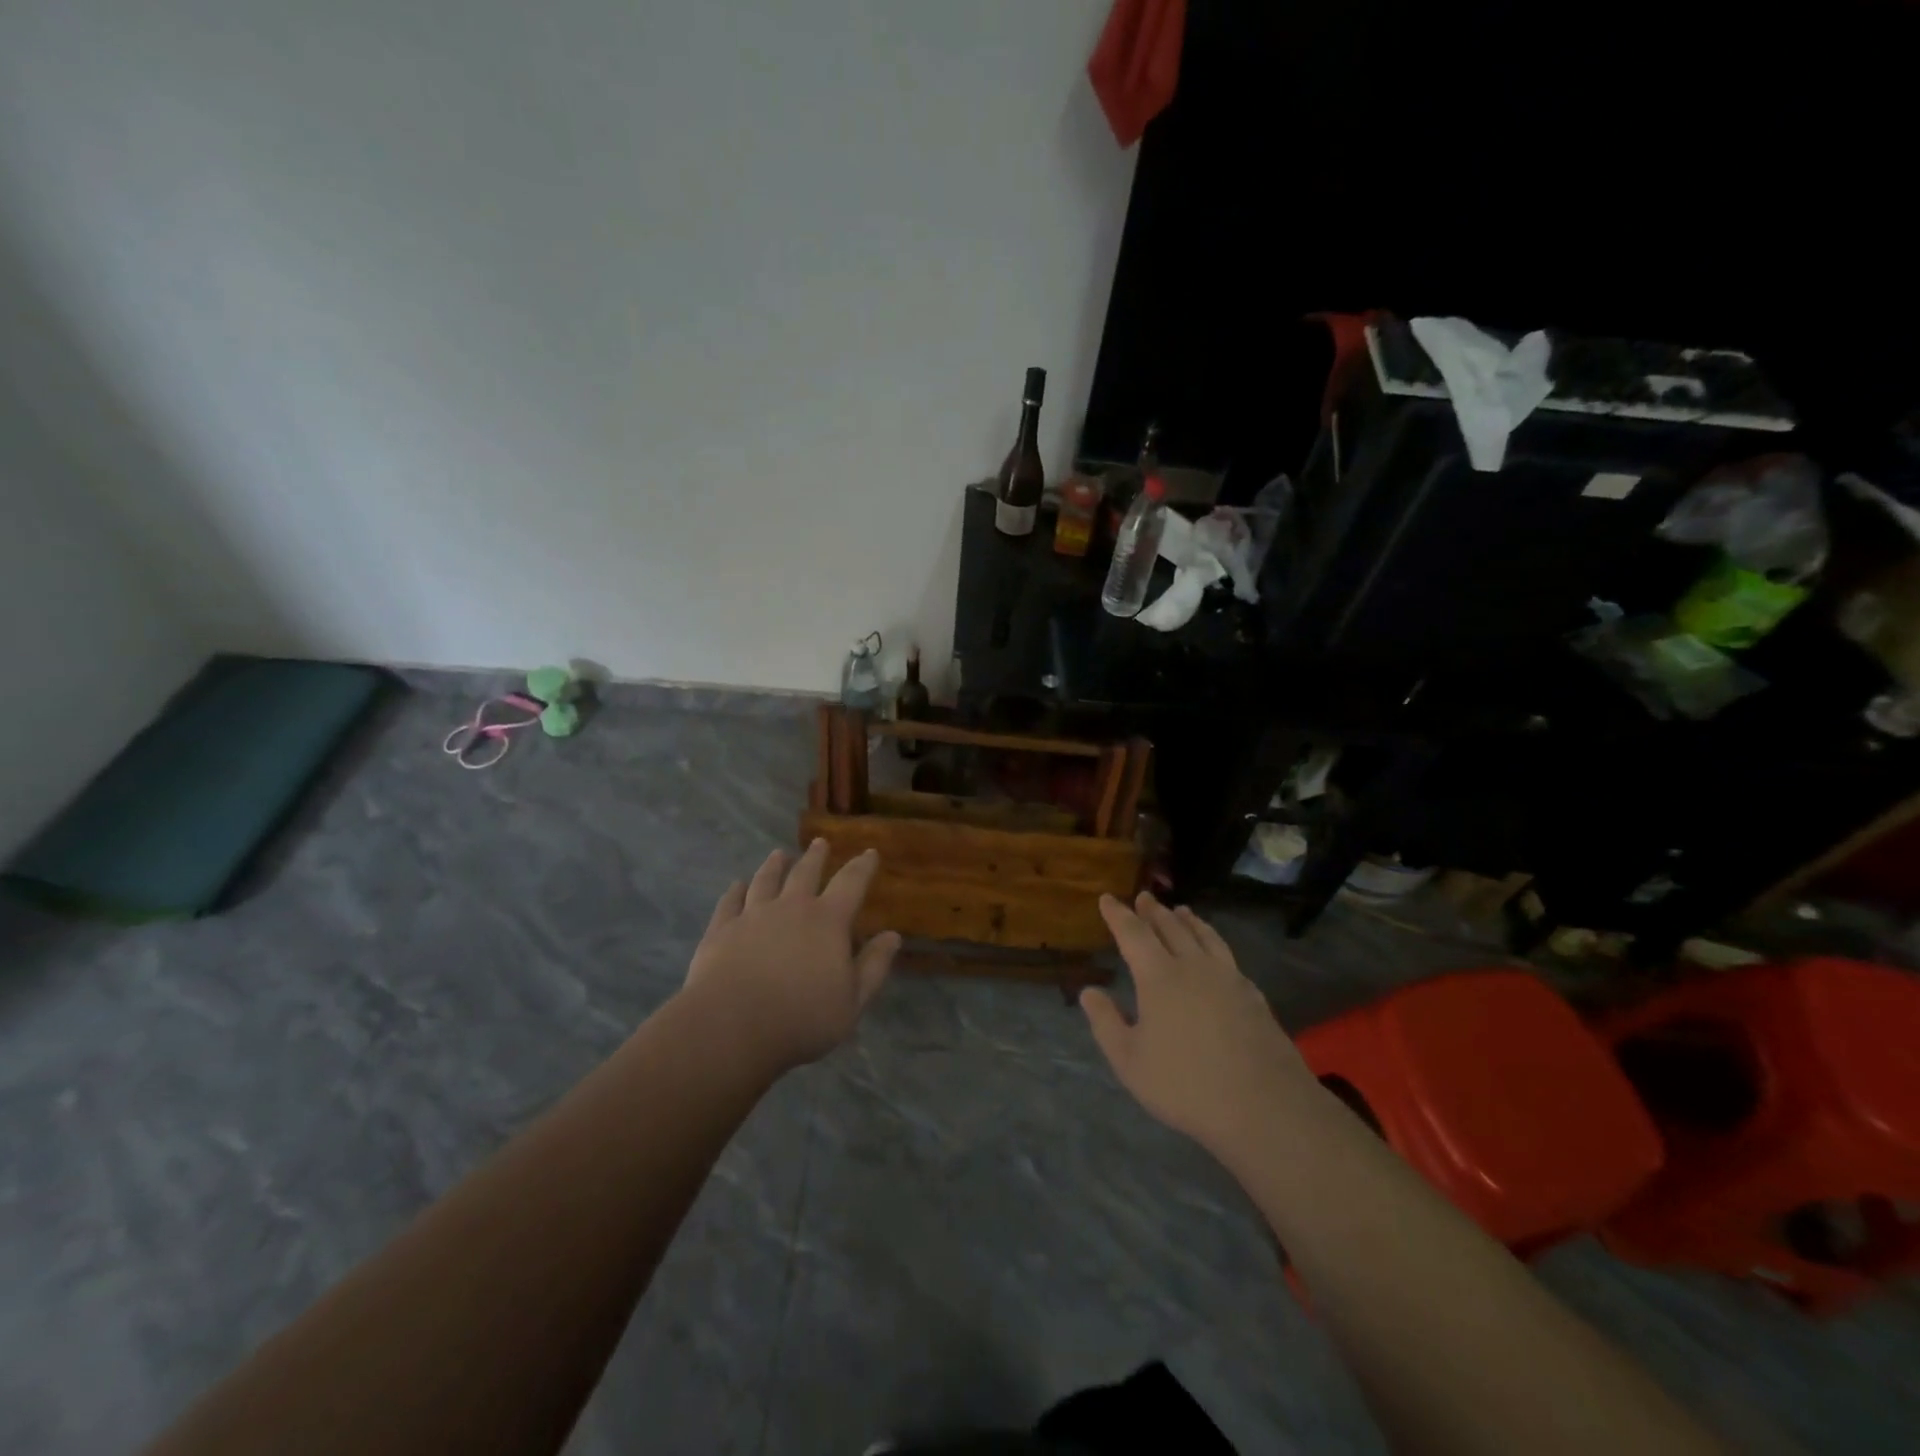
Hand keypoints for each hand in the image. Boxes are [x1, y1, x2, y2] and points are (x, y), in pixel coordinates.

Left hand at [681, 839, 899, 1073]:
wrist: (731, 1026)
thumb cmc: (801, 1018)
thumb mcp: (852, 1001)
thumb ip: (874, 966)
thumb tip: (893, 936)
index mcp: (828, 921)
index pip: (851, 883)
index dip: (863, 866)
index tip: (869, 852)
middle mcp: (791, 907)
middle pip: (805, 873)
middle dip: (815, 856)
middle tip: (820, 842)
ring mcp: (752, 915)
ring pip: (766, 880)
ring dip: (774, 865)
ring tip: (778, 854)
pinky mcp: (721, 930)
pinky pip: (730, 902)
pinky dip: (735, 891)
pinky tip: (736, 885)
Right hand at [1081, 892, 1311, 1152]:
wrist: (1264, 1106)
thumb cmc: (1185, 1084)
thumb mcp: (1130, 1061)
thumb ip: (1106, 1023)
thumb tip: (1088, 991)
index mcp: (1159, 977)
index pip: (1133, 934)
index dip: (1118, 915)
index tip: (1107, 898)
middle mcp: (1193, 966)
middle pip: (1171, 928)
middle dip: (1153, 911)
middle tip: (1144, 897)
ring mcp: (1228, 978)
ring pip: (1204, 936)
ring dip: (1188, 921)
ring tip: (1181, 910)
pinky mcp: (1253, 995)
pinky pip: (1227, 955)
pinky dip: (1214, 942)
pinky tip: (1216, 953)